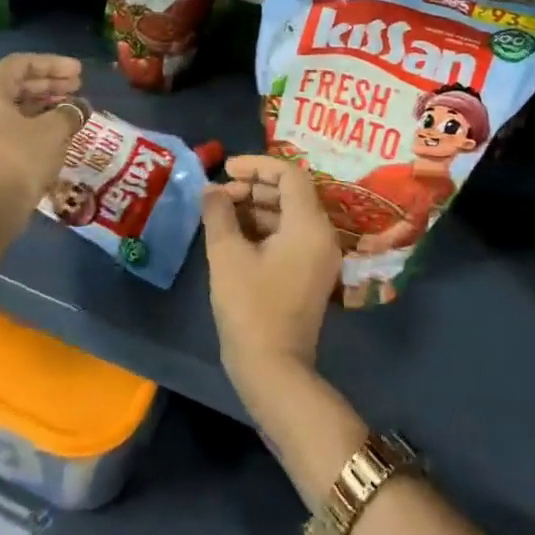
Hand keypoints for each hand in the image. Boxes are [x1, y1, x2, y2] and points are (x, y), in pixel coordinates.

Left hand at [0, 54, 85, 218]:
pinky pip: (11, 125)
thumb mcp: (53, 131)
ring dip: (45, 103)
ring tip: (72, 107)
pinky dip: (35, 122)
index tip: (79, 72)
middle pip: (18, 83)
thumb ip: (70, 112)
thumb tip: (80, 108)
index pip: (23, 63)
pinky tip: (57, 129)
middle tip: (78, 86)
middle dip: (50, 83)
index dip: (54, 64)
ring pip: (15, 105)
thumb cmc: (21, 159)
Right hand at [203, 156, 341, 398]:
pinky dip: (265, 228)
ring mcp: (319, 256)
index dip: (257, 165)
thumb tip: (212, 189)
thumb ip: (219, 213)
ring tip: (222, 212)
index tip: (227, 169)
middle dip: (255, 186)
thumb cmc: (249, 307)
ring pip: (290, 214)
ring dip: (257, 206)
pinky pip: (290, 235)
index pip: (290, 174)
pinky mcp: (310, 273)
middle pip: (292, 192)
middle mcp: (322, 235)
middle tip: (220, 194)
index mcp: (309, 225)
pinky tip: (235, 234)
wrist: (273, 369)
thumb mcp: (227, 255)